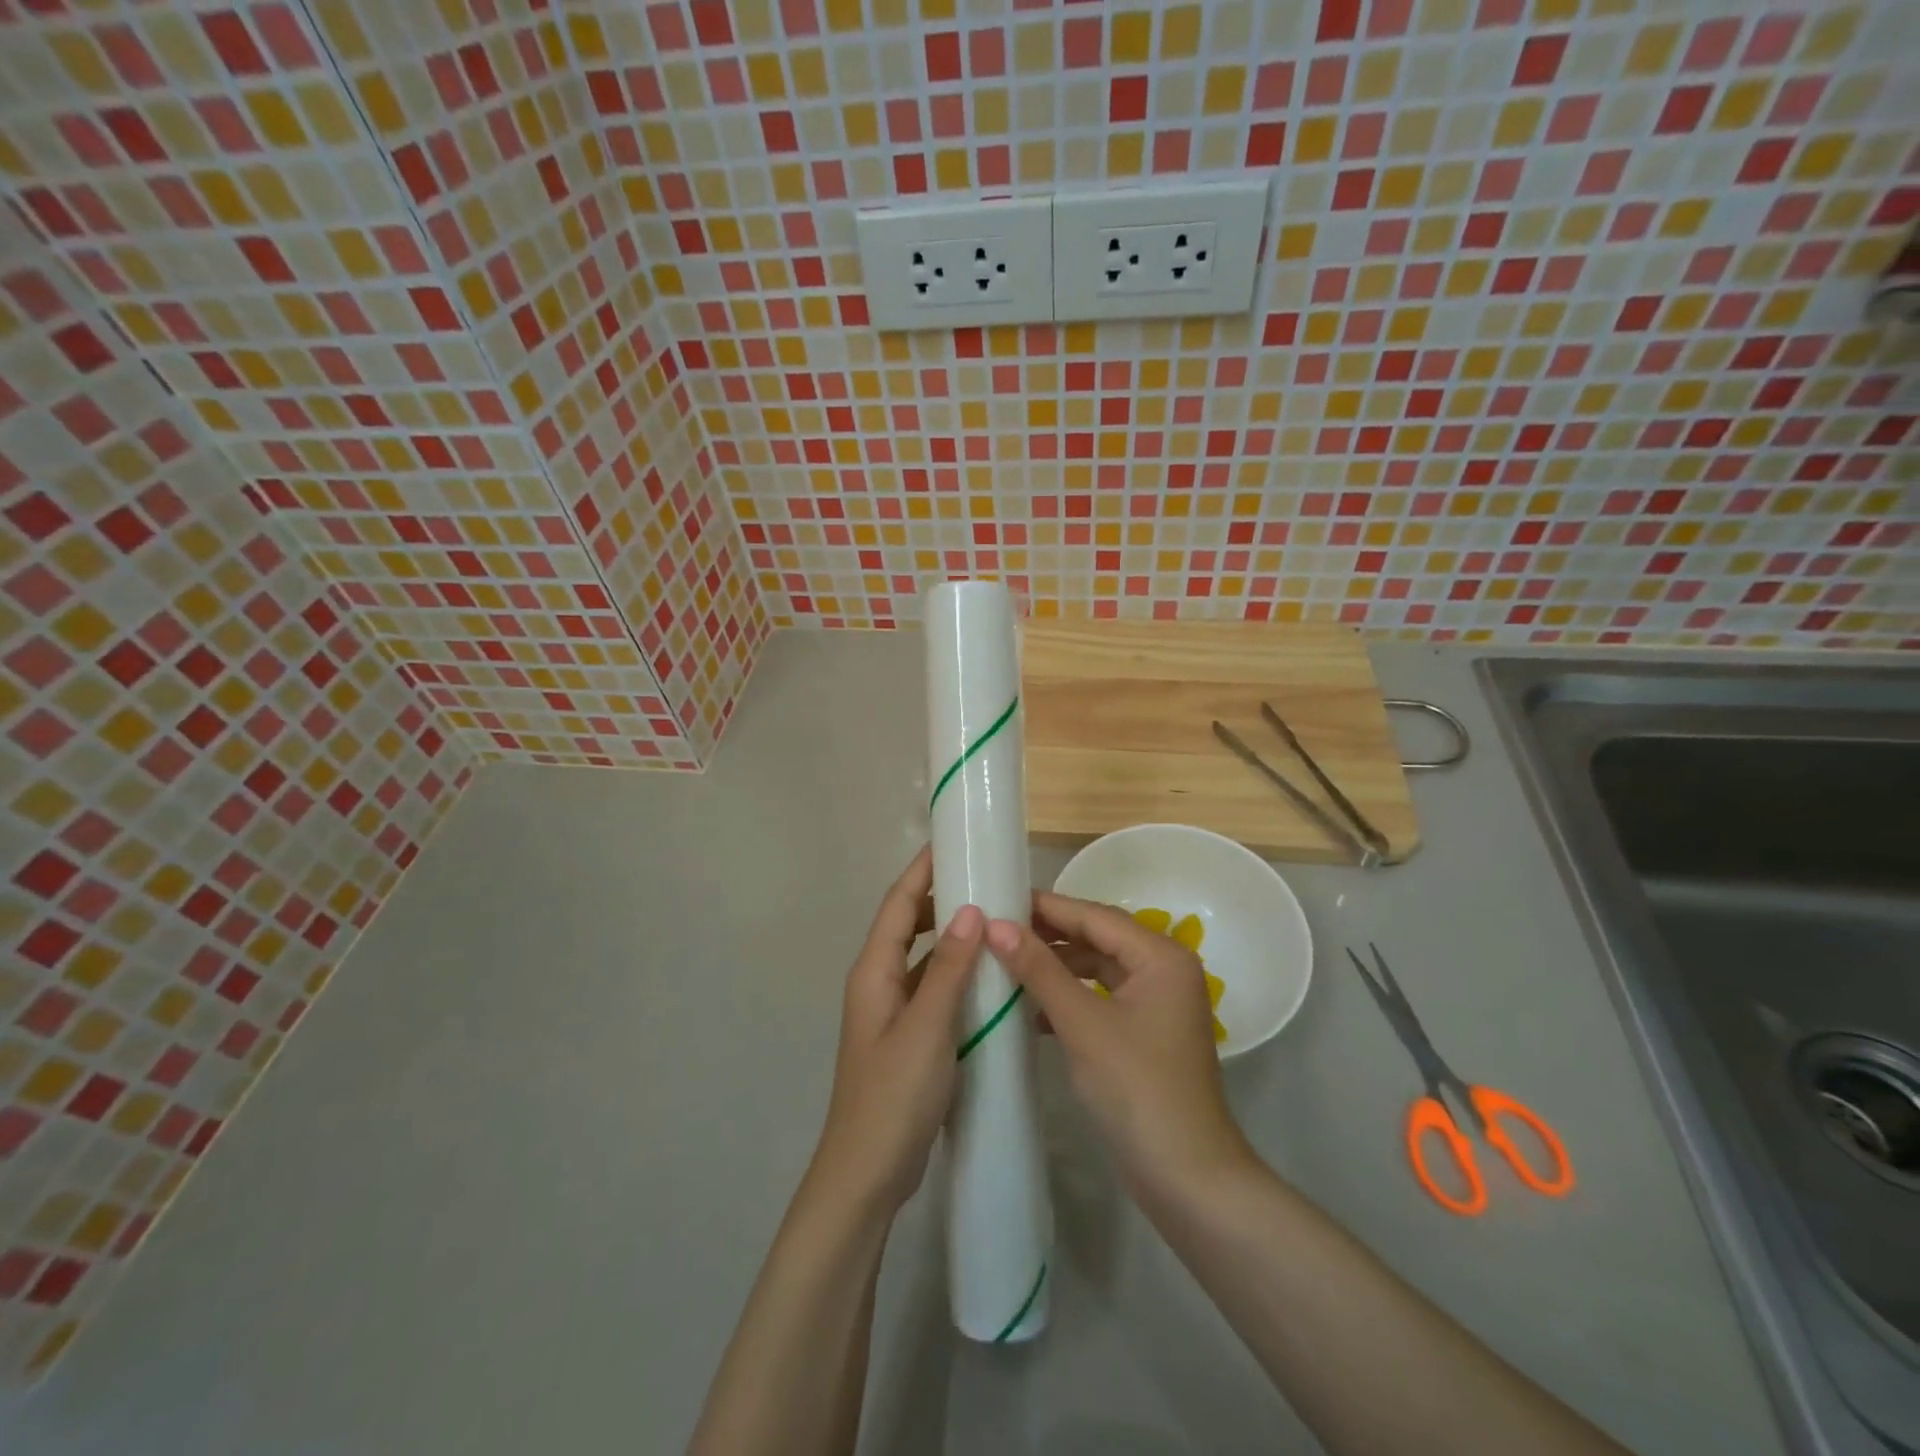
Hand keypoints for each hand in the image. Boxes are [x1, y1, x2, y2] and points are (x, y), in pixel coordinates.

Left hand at [808, 847, 982, 1216]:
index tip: (952, 842)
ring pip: (924, 958)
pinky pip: (933, 988)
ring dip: (952, 936)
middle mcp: (879, 982)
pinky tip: (988, 976)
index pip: (899, 905)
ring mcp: (892, 1011)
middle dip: (940, 896)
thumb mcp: (927, 1029)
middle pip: (909, 925)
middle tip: (984, 878)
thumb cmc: (893, 1097)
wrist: (866, 1174)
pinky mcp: (908, 1036)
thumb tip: (971, 911)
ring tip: (993, 917)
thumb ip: (949, 971)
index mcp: (874, 972)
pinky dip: (957, 973)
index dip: (922, 871)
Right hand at [986, 892, 1253, 1196]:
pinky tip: (1030, 1008)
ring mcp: (1156, 1003)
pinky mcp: (1144, 1032)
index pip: (1094, 916)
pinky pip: (1100, 997)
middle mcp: (1163, 969)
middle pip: (1098, 937)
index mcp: (1160, 957)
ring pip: (1097, 968)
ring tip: (1006, 961)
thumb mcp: (1083, 1024)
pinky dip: (1068, 997)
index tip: (998, 898)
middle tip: (995, 928)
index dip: (1046, 907)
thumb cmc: (1137, 1090)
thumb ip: (1040, 970)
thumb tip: (995, 925)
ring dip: (1056, 967)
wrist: (1187, 1178)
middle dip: (1049, 935)